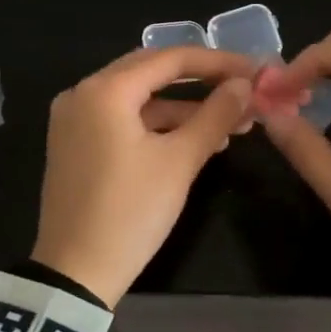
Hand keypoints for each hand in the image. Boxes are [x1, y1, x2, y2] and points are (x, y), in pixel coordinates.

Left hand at [32, 46, 256, 306]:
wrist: (76, 273)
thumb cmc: (130, 212)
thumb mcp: (179, 162)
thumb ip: (214, 115)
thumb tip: (244, 84)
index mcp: (104, 90)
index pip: (170, 58)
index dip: (218, 62)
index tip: (256, 70)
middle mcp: (82, 94)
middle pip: (152, 73)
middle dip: (201, 83)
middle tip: (244, 92)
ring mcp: (74, 120)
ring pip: (139, 100)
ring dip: (183, 109)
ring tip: (233, 124)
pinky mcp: (76, 145)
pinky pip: (123, 122)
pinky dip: (158, 127)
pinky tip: (196, 141)